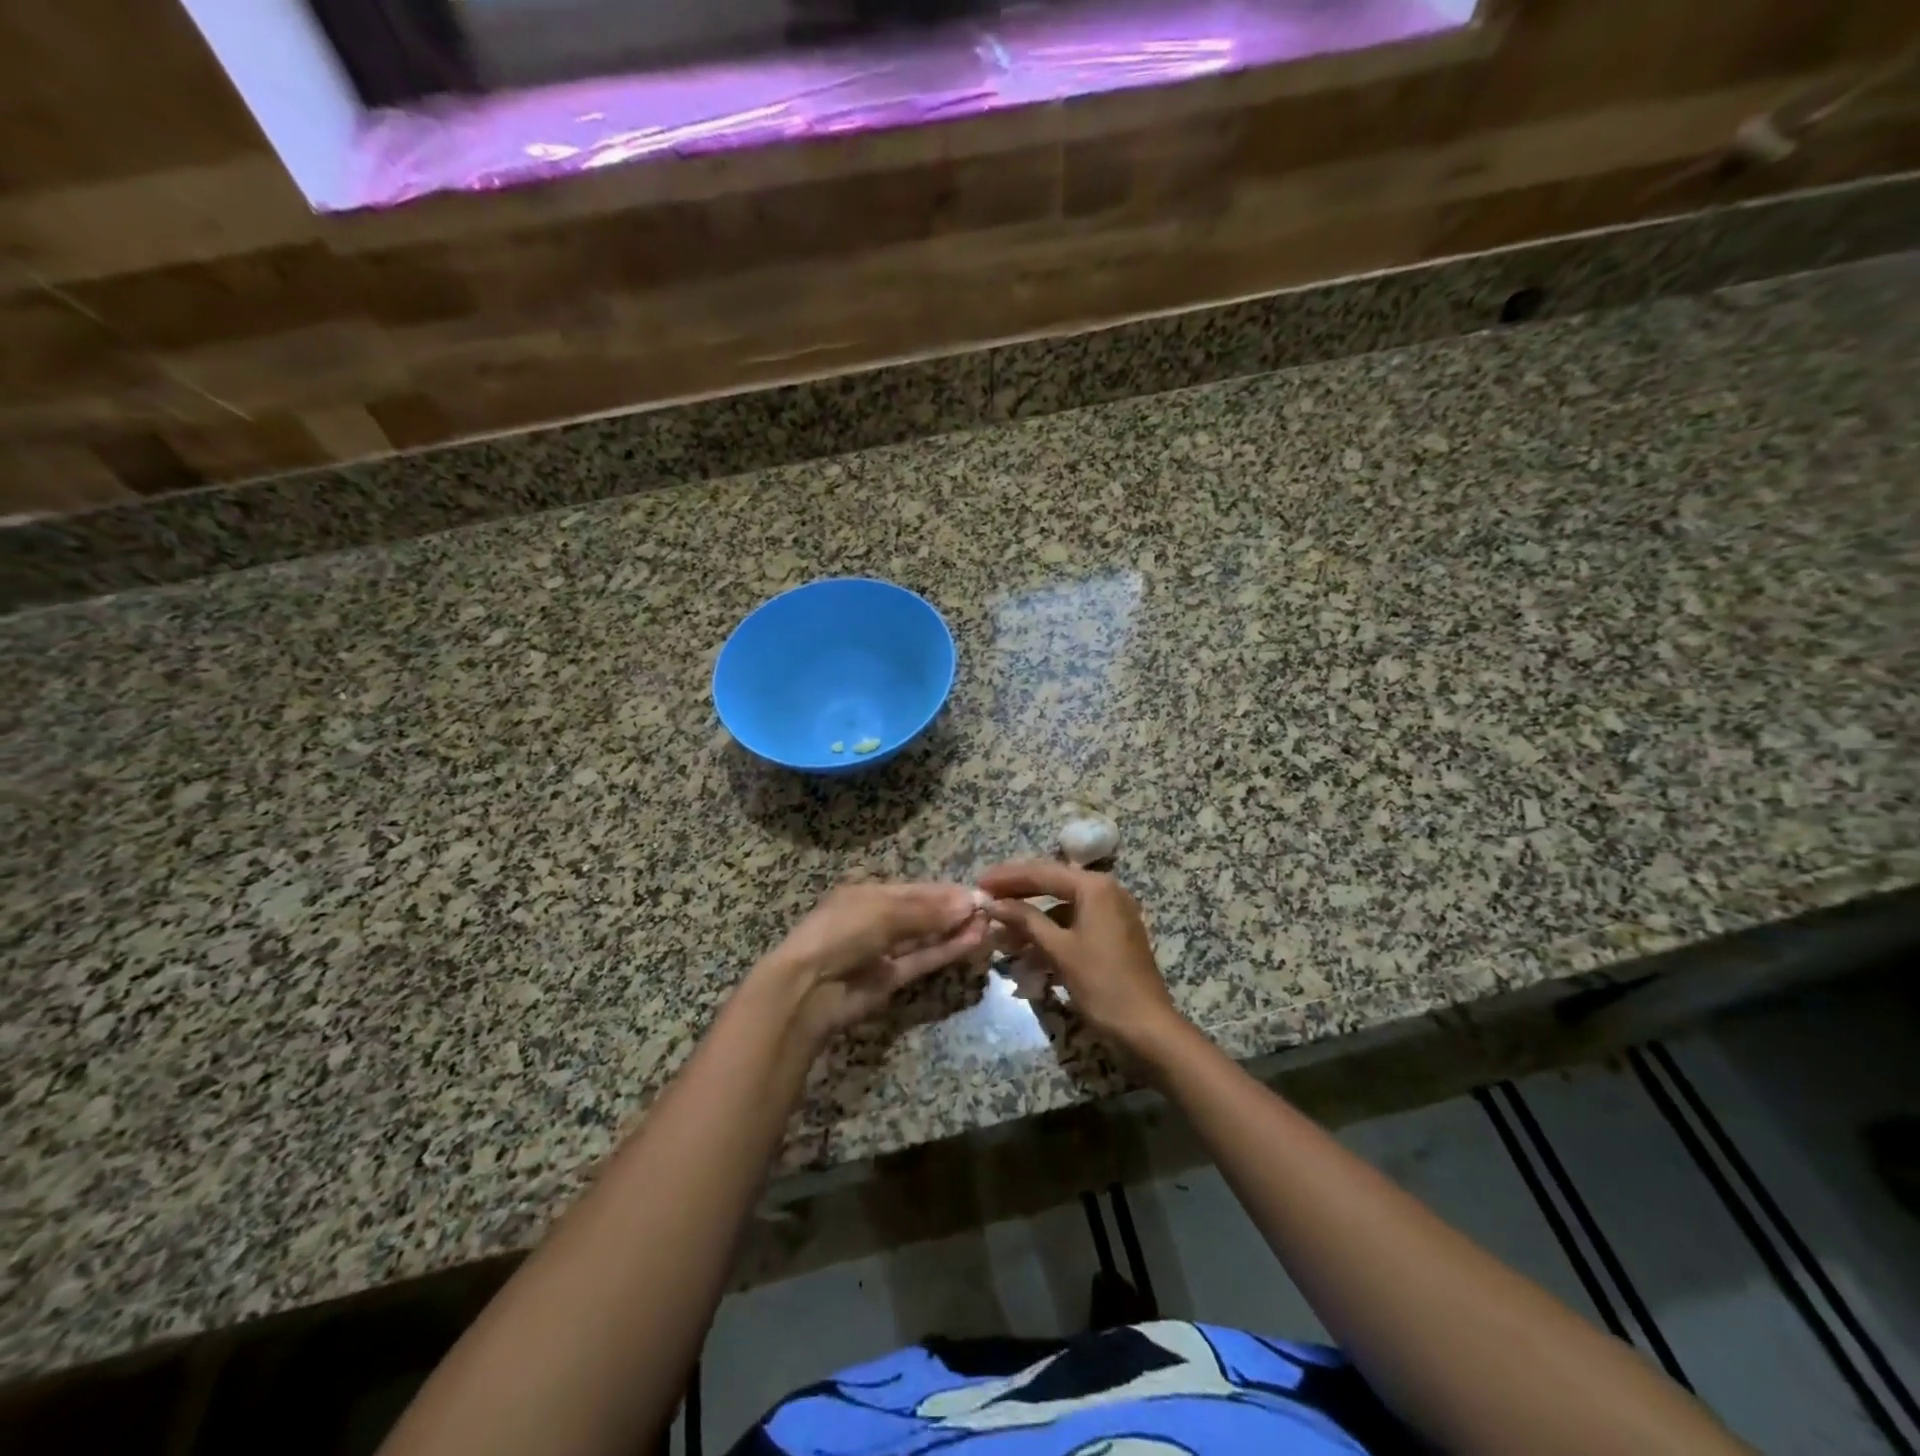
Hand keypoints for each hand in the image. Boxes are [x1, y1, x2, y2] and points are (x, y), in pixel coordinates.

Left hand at [758, 881, 987, 1039]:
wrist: (809, 988)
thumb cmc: (842, 933)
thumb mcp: (884, 913)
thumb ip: (928, 911)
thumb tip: (969, 903)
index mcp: (868, 895)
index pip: (915, 890)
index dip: (945, 892)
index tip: (978, 893)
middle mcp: (877, 920)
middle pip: (923, 913)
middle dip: (954, 911)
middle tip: (991, 909)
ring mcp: (884, 951)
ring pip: (926, 938)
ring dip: (956, 931)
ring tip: (990, 924)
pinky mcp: (891, 980)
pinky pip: (923, 960)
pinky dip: (947, 951)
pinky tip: (973, 942)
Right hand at [977, 860, 1188, 1057]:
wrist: (1147, 1028)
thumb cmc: (1102, 984)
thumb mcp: (1059, 950)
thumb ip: (1025, 920)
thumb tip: (992, 902)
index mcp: (1094, 887)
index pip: (1042, 872)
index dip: (1007, 877)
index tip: (979, 882)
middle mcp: (1105, 891)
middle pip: (1052, 885)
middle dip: (1017, 895)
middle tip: (985, 899)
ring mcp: (1111, 913)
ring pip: (1060, 908)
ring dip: (1031, 920)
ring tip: (999, 933)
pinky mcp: (1112, 935)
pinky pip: (1073, 925)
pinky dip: (1050, 935)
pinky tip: (1026, 953)